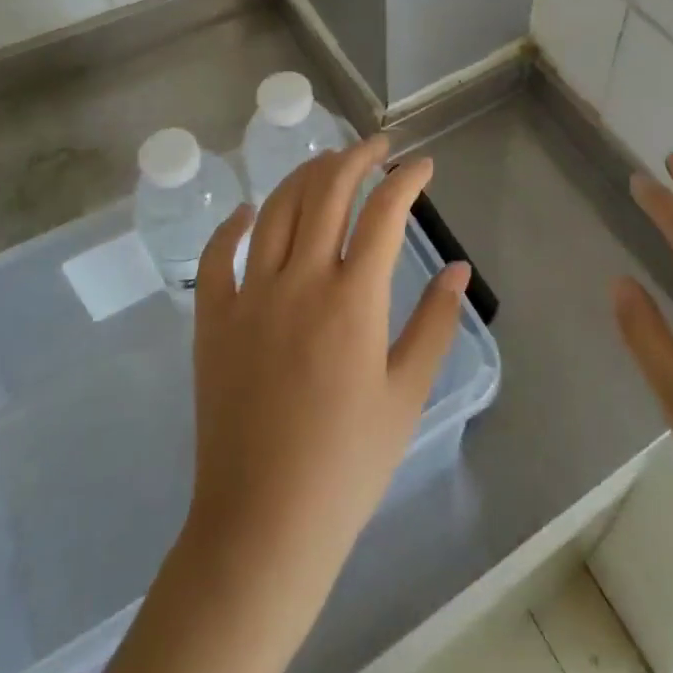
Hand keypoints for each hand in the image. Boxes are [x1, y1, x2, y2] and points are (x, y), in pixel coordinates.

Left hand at [186, 136, 469, 579]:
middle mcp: (301, 280)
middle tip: (376, 145)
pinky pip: (218, 256)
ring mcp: (250, 296)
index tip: (422, 165)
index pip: (385, 211)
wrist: (263, 526)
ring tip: (327, 163)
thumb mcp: (407, 394)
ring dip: (305, 175)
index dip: (407, 179)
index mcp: (354, 298)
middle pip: (327, 191)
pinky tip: (247, 212)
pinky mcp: (213, 321)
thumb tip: (459, 268)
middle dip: (356, 157)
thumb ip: (435, 322)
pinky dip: (233, 226)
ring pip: (277, 209)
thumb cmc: (348, 464)